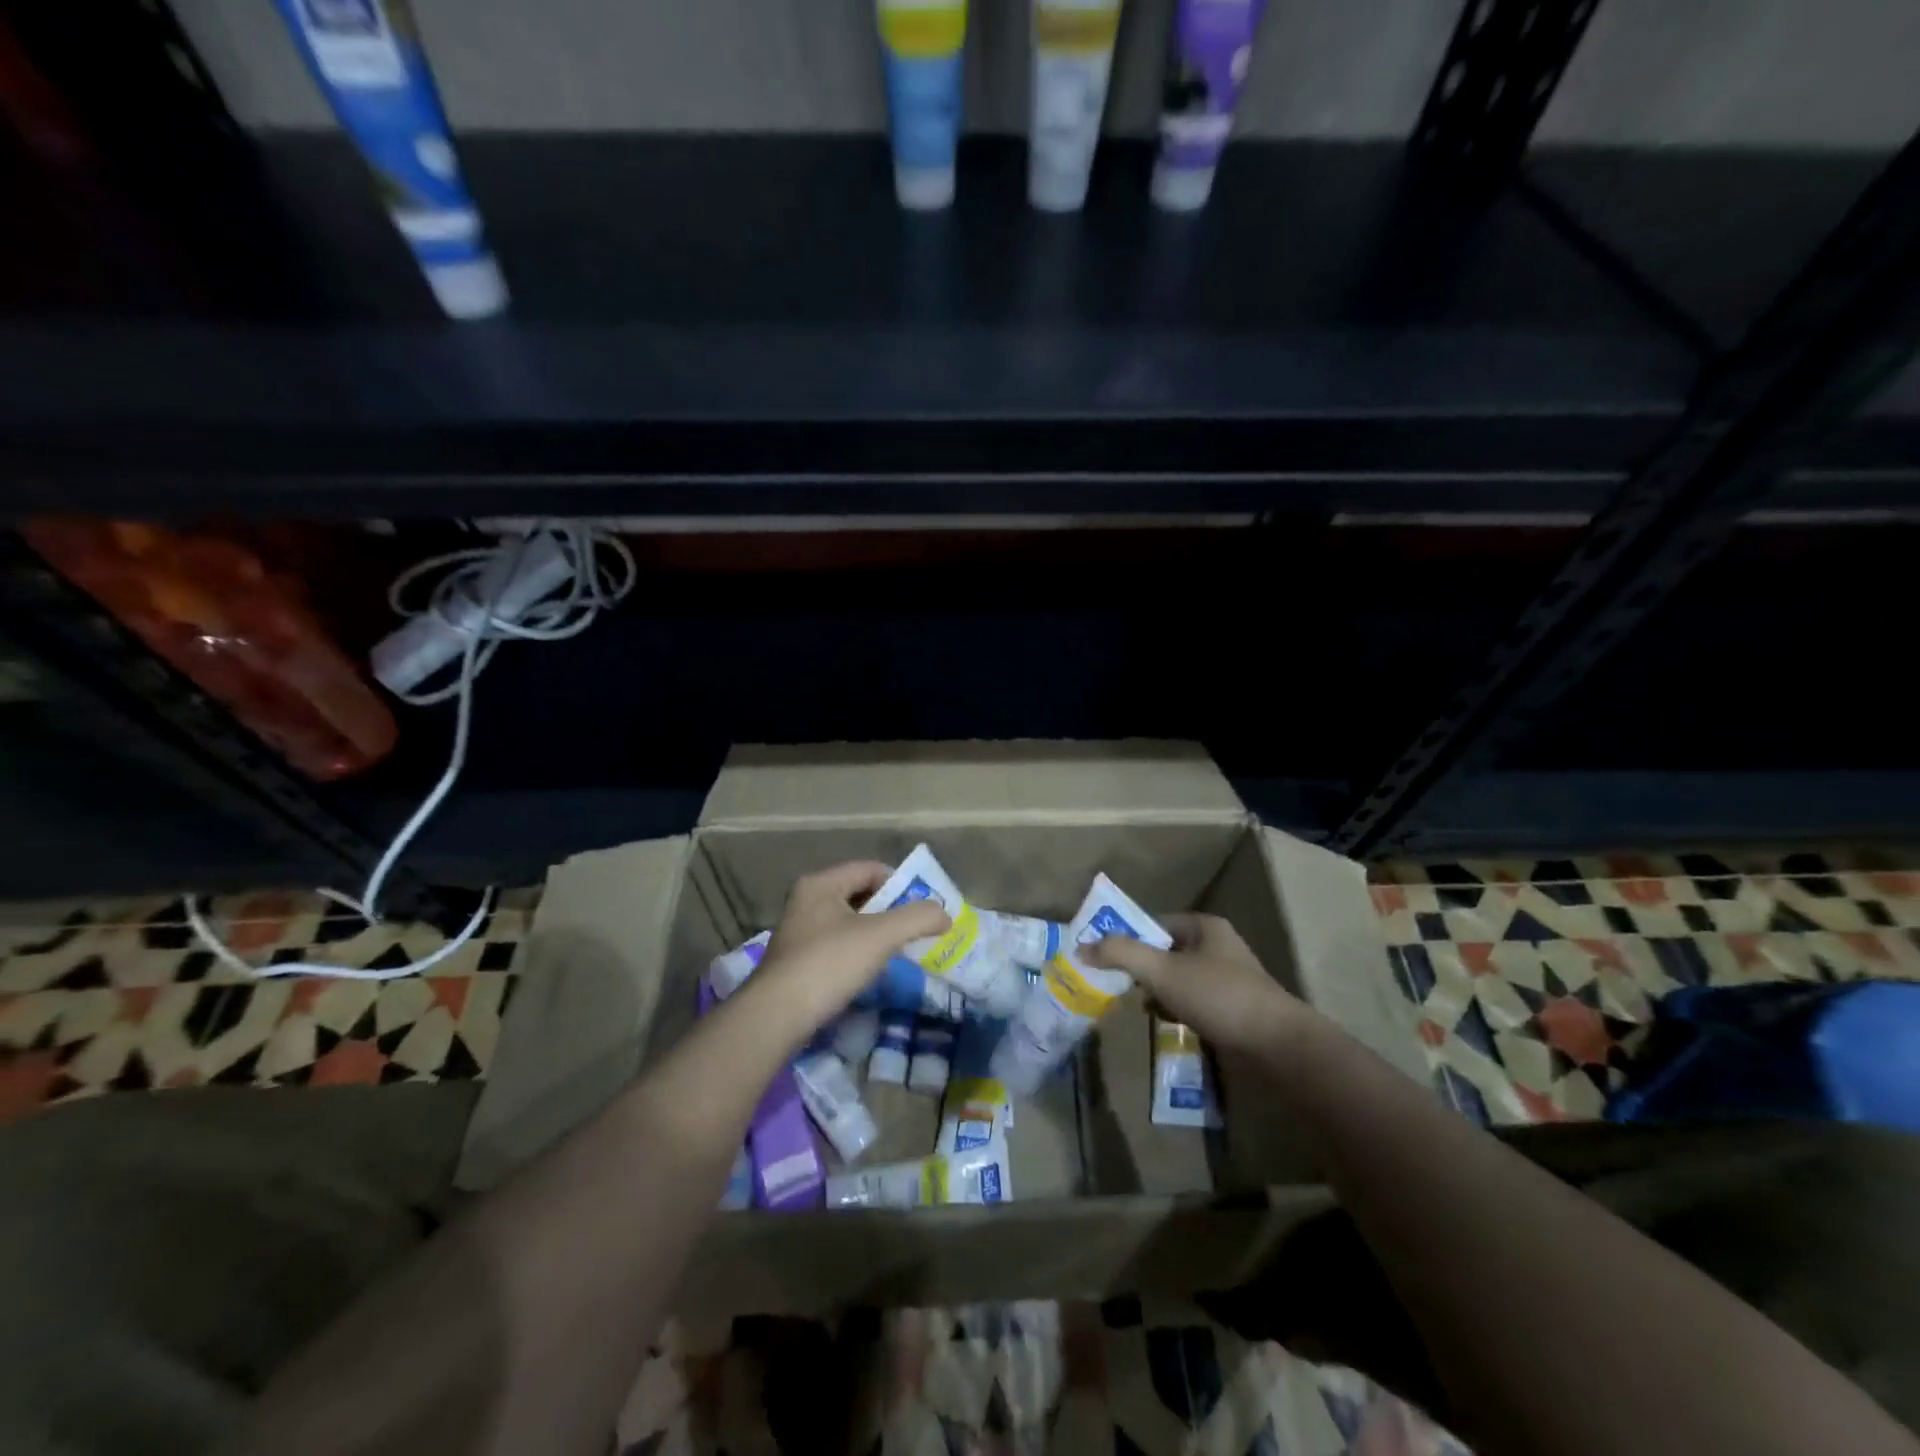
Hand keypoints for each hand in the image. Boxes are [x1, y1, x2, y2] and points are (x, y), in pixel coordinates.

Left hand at [748, 861, 950, 1034]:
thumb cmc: (828, 964)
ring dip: (876, 934)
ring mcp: (799, 932)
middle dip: (891, 910)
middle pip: (860, 895)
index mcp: (821, 884)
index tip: (923, 907)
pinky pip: (837, 946)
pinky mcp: (797, 961)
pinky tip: (870, 972)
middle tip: (917, 929)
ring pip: (849, 922)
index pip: (870, 869)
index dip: (901, 883)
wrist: (776, 1017)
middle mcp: (806, 901)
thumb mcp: (881, 936)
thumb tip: (945, 914)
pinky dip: (858, 953)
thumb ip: (917, 918)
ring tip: (899, 952)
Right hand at [1085, 912, 1305, 1055]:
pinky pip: (1192, 1001)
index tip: (1103, 957)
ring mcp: (1227, 979)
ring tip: (1137, 1005)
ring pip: (1177, 978)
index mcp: (1204, 927)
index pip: (1154, 923)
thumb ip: (1121, 954)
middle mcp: (1216, 947)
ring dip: (1156, 991)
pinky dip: (1174, 1008)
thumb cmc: (1218, 996)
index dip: (1128, 937)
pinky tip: (1163, 1021)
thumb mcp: (1162, 971)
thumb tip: (1081, 946)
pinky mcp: (1232, 1009)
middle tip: (1115, 983)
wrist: (1277, 1047)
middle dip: (1140, 968)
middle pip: (1164, 951)